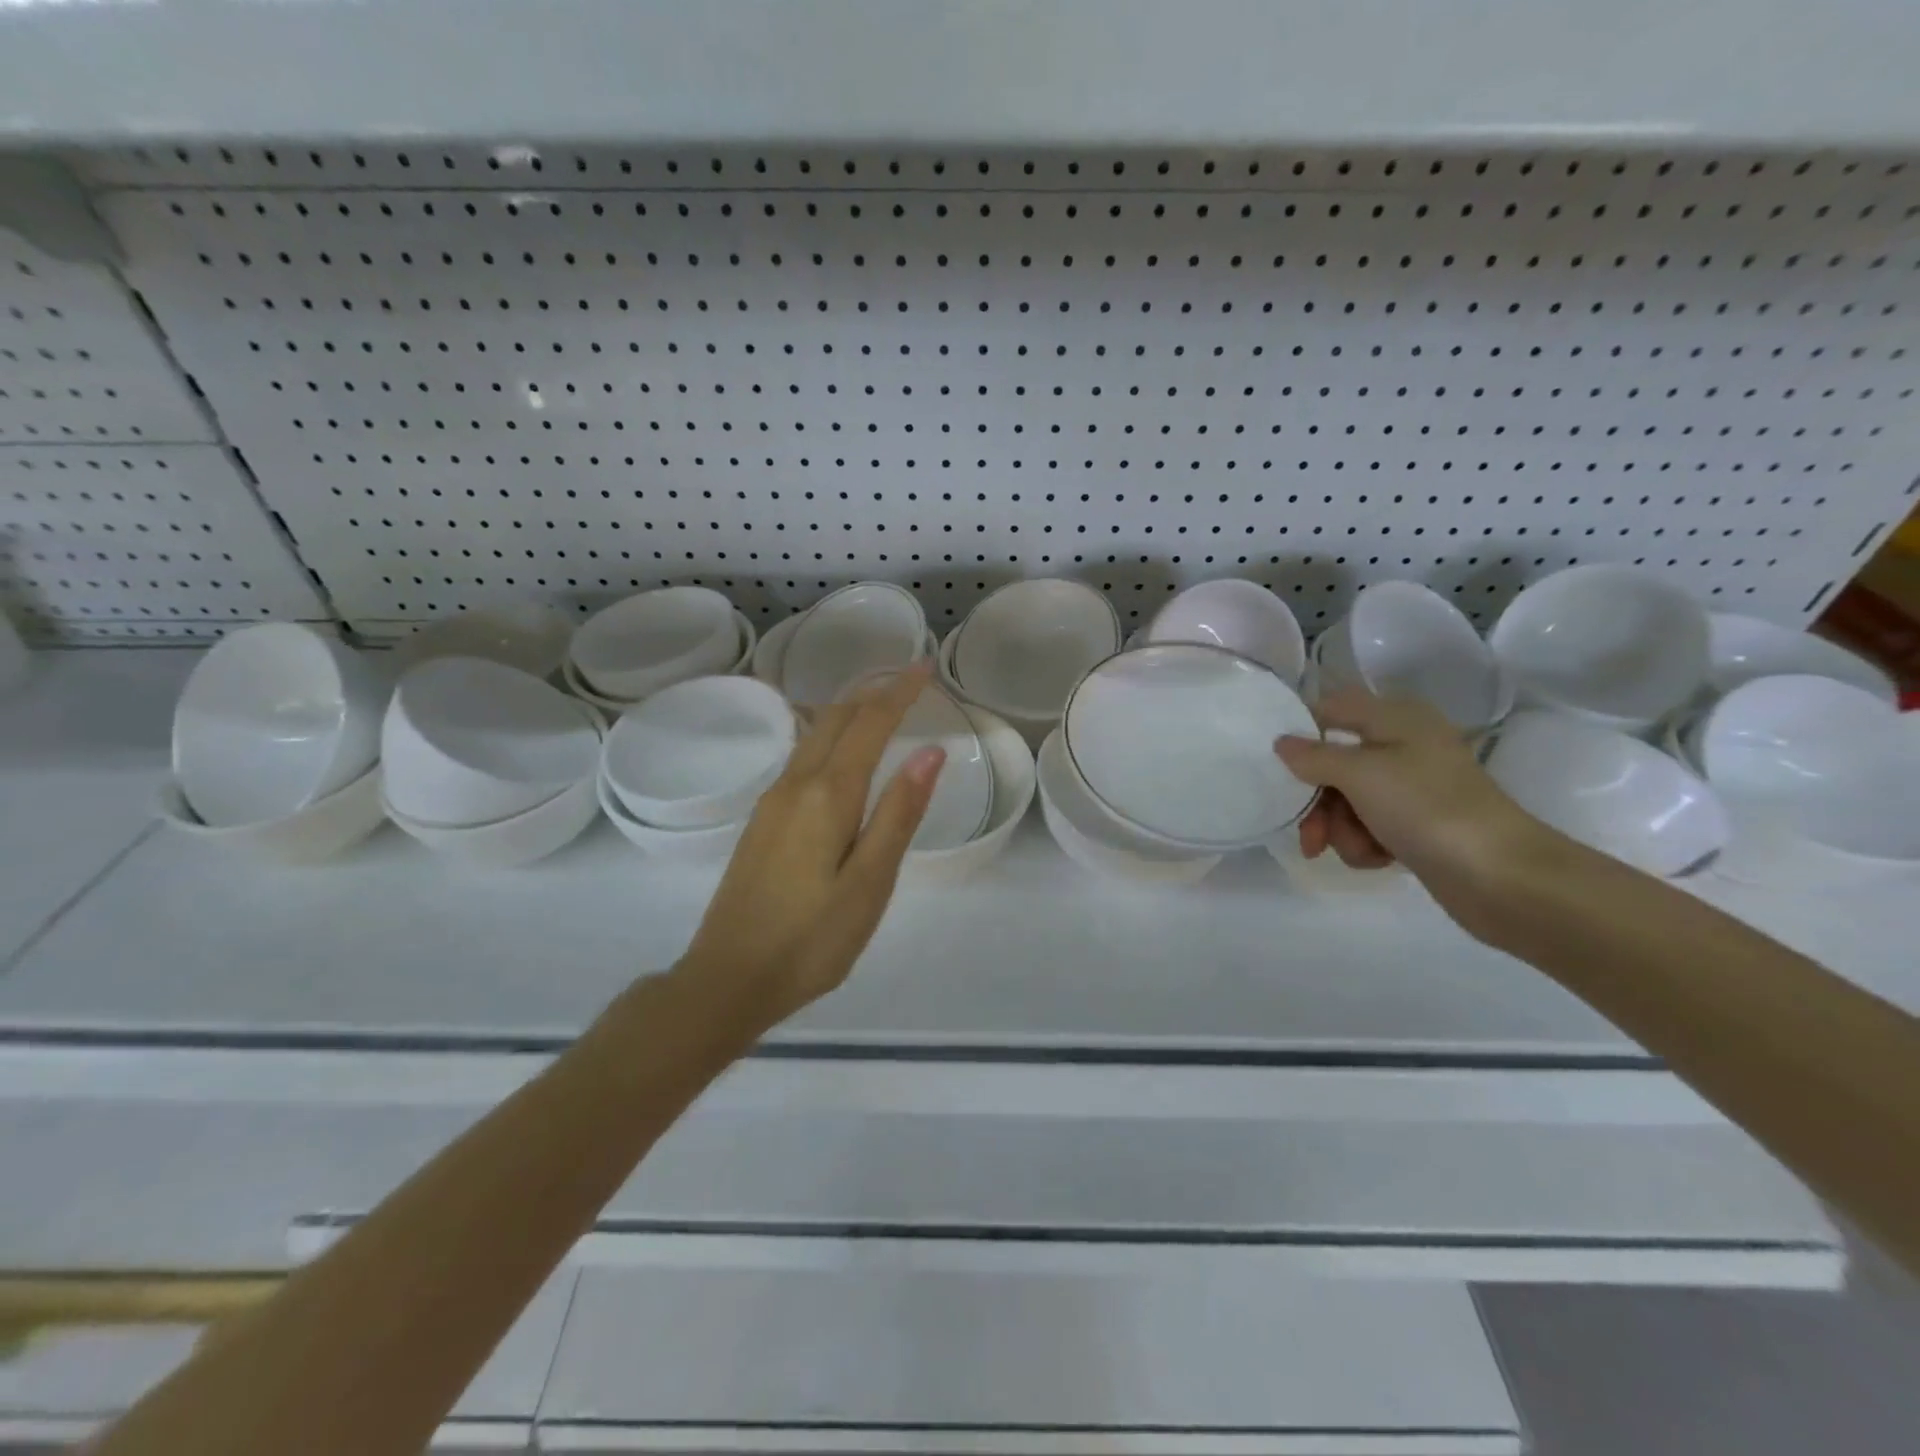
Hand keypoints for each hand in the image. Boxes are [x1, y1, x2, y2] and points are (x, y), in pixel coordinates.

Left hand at [676, 664, 945, 1025]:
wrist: (727, 978)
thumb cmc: (811, 940)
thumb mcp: (869, 883)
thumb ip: (899, 813)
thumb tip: (930, 753)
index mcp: (826, 795)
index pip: (869, 724)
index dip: (899, 692)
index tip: (926, 667)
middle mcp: (794, 784)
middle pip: (835, 718)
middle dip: (873, 692)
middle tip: (910, 679)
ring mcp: (772, 801)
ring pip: (813, 735)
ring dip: (850, 712)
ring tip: (882, 705)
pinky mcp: (761, 821)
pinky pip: (801, 757)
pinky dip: (830, 738)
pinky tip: (841, 753)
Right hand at [1274, 689, 1545, 921]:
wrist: (1500, 876)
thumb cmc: (1426, 808)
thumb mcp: (1360, 773)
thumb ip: (1314, 756)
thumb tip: (1281, 743)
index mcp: (1395, 719)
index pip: (1331, 708)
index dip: (1302, 731)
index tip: (1278, 765)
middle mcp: (1403, 746)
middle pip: (1334, 764)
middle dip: (1318, 802)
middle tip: (1310, 835)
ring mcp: (1411, 789)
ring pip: (1347, 801)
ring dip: (1341, 829)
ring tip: (1361, 850)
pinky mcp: (1417, 826)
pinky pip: (1369, 827)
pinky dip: (1365, 844)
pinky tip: (1379, 860)